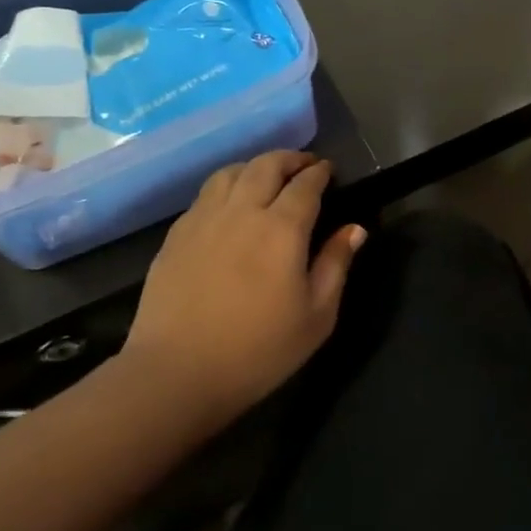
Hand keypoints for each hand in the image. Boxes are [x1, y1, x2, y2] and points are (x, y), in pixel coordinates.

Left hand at [121, 152, 366, 423]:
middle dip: (289, 159)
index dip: (320, 173)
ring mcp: (203, 220)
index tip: (329, 170)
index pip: (305, 185)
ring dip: (255, 167)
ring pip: (230, 173)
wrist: (178, 372)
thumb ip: (336, 265)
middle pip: (266, 166)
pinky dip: (226, 187)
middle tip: (304, 165)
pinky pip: (205, 195)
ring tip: (267, 177)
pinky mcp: (175, 235)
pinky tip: (230, 205)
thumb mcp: (317, 316)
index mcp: (281, 229)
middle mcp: (241, 212)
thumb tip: (354, 229)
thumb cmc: (258, 351)